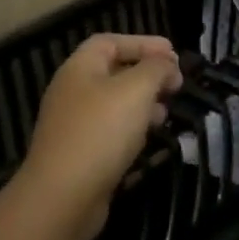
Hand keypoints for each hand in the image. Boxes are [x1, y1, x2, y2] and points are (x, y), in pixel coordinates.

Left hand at [16, 34, 181, 239]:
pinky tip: (149, 139)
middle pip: (113, 71)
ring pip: (114, 103)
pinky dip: (133, 128)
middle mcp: (73, 91)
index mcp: (79, 68)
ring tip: (167, 111)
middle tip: (175, 84)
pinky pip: (110, 131)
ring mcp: (74, 124)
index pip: (111, 42)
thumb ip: (156, 69)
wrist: (63, 197)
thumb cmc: (101, 132)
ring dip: (143, 102)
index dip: (143, 43)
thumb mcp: (136, 89)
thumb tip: (167, 64)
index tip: (174, 54)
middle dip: (147, 74)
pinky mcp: (80, 153)